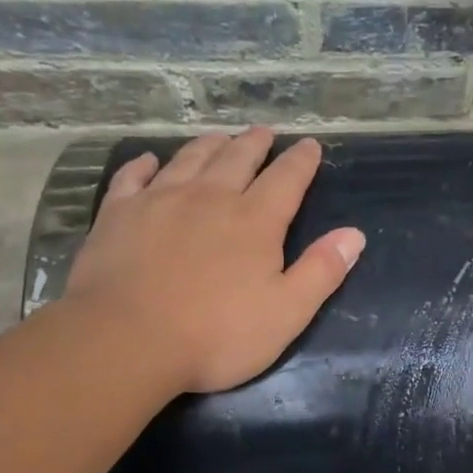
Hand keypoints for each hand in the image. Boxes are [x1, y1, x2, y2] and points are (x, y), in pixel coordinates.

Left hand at [61, 127, 364, 393]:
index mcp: (255, 221)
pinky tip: (150, 161)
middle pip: (237, 159)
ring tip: (219, 138)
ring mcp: (160, 200)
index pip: (286, 180)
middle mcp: (210, 197)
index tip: (310, 146)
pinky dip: (145, 164)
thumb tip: (354, 235)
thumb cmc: (217, 335)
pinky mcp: (118, 214)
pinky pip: (133, 177)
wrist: (129, 339)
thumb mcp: (286, 314)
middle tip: (264, 133)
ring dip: (209, 145)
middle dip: (255, 144)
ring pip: (189, 159)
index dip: (301, 162)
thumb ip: (321, 272)